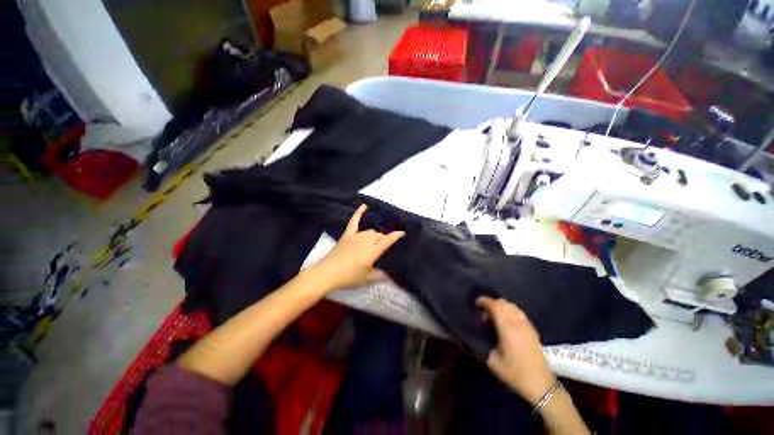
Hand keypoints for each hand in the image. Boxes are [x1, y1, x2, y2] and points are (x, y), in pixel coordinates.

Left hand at [312, 204, 404, 291]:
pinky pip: (354, 222)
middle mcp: (366, 241)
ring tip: (375, 240)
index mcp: (373, 251)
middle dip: (383, 239)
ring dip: (374, 235)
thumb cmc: (349, 277)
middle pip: (378, 235)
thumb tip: (390, 276)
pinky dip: (359, 213)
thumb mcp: (367, 279)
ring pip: (369, 231)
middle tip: (382, 246)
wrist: (327, 273)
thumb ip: (380, 275)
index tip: (403, 233)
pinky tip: (364, 206)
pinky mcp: (347, 235)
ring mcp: (356, 237)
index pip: (388, 240)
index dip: (396, 236)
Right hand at [476, 296, 555, 404]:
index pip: (495, 306)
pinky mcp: (532, 330)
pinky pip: (519, 312)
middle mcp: (517, 323)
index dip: (484, 301)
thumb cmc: (514, 373)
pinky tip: (506, 322)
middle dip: (492, 304)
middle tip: (484, 314)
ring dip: (501, 307)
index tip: (476, 303)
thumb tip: (480, 334)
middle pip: (503, 303)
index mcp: (507, 328)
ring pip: (512, 306)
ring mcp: (527, 325)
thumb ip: (484, 344)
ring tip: (494, 317)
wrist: (540, 385)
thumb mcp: (493, 361)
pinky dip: (510, 311)